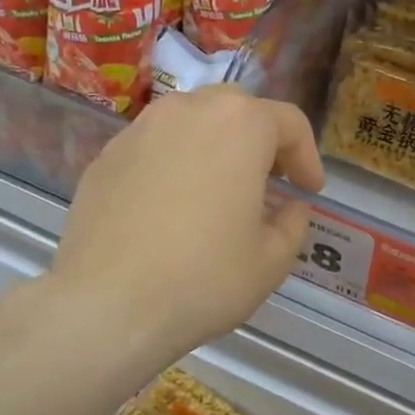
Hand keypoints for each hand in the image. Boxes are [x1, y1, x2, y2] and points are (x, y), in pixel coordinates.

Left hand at [50, 86, 324, 363]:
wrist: (106, 305)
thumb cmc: (203, 278)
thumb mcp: (271, 260)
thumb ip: (293, 223)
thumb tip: (289, 207)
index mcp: (239, 125)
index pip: (289, 122)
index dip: (307, 157)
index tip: (309, 191)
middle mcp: (188, 110)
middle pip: (238, 109)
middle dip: (261, 140)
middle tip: (269, 181)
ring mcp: (140, 129)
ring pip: (192, 121)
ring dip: (216, 146)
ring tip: (219, 189)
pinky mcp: (105, 156)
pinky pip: (155, 146)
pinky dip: (175, 163)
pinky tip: (172, 207)